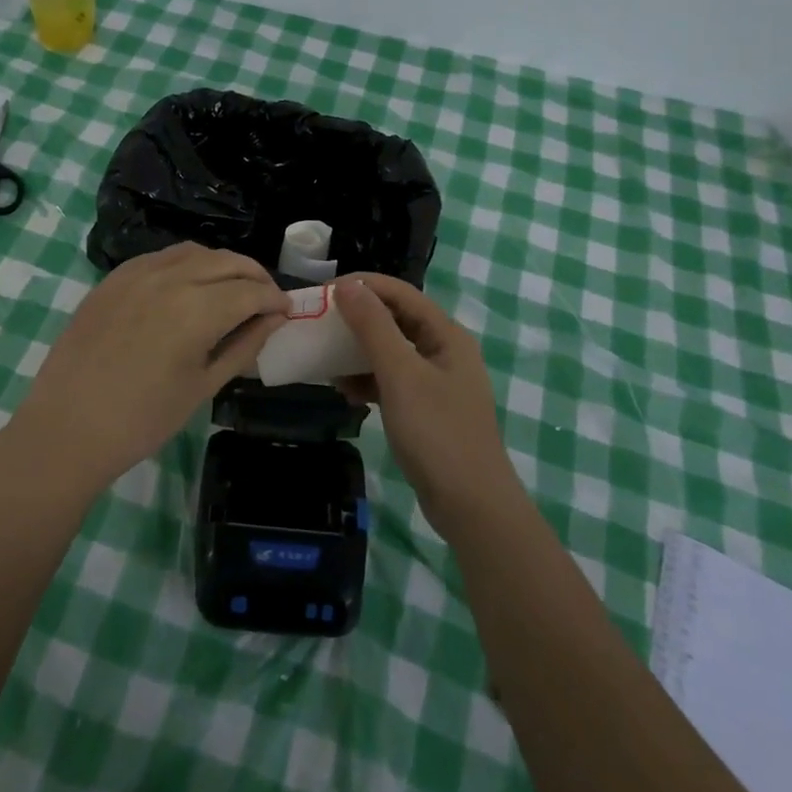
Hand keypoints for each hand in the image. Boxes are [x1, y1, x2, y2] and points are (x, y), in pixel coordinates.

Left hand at [20, 243, 288, 488]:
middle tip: (266, 299)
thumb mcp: (203, 387)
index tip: (287, 312)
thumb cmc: (142, 419)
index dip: (275, 300)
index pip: (251, 291)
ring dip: (222, 265)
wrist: (67, 428)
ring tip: (232, 288)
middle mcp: (170, 278)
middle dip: (255, 277)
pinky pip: (161, 257)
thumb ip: (243, 346)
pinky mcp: (114, 278)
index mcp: (197, 309)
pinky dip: (187, 264)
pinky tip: (189, 285)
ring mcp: (137, 273)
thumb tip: (274, 320)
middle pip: (227, 262)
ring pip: (195, 252)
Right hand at [334, 274, 519, 539]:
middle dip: (357, 318)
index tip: (323, 292)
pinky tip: (346, 392)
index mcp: (446, 334)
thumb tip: (348, 285)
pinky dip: (368, 381)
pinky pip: (392, 380)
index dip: (362, 286)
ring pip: (391, 351)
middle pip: (396, 319)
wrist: (471, 506)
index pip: (400, 293)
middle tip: (319, 322)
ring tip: (326, 359)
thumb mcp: (400, 375)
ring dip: (359, 351)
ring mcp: (437, 381)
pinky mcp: (427, 408)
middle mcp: (444, 350)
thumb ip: (374, 327)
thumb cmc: (437, 433)